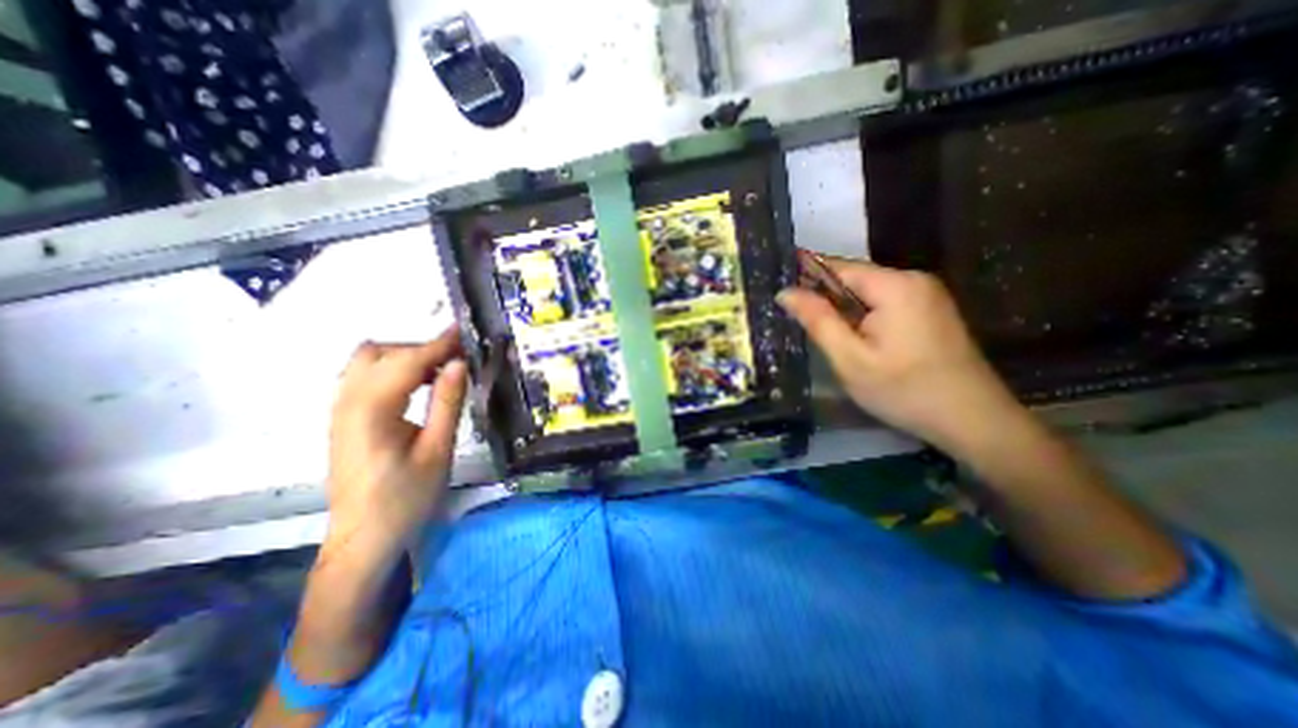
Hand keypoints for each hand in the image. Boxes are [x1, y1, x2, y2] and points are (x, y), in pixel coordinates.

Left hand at [323, 330, 473, 567]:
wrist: (364, 539)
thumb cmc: (406, 499)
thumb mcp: (437, 451)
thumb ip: (447, 402)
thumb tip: (459, 363)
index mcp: (370, 412)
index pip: (405, 362)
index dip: (437, 344)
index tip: (465, 332)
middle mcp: (346, 404)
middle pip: (378, 353)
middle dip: (419, 348)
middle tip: (455, 361)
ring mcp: (340, 411)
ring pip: (368, 362)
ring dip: (405, 358)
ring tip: (441, 372)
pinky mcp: (344, 419)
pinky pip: (366, 378)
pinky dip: (394, 371)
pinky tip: (418, 387)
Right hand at [780, 259, 1024, 451]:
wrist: (973, 420)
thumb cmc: (904, 391)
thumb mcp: (850, 359)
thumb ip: (817, 321)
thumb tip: (785, 292)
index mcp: (894, 285)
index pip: (837, 266)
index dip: (805, 274)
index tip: (778, 286)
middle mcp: (913, 279)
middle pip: (854, 279)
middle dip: (824, 297)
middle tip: (796, 321)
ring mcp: (926, 294)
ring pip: (867, 293)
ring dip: (842, 309)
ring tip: (821, 334)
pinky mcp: (931, 310)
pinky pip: (884, 303)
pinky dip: (862, 316)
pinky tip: (854, 339)